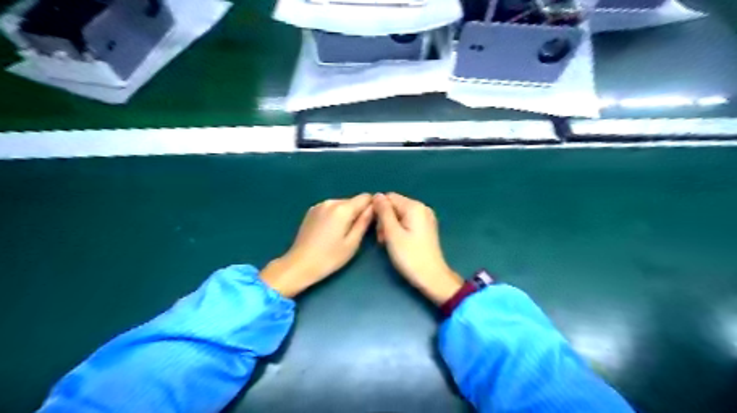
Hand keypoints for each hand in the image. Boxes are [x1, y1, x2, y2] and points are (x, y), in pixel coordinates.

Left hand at [261, 194, 374, 295]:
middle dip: (359, 212)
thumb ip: (364, 222)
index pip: (366, 197)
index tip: (372, 222)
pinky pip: (331, 208)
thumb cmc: (329, 258)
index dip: (372, 207)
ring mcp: (319, 205)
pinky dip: (335, 216)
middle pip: (353, 201)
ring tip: (342, 234)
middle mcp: (330, 201)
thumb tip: (374, 208)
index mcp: (342, 208)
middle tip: (357, 233)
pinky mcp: (311, 211)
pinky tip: (330, 232)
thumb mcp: (352, 243)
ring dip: (347, 215)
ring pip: (342, 205)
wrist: (299, 265)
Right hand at [375, 192, 459, 304]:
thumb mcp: (392, 233)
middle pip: (395, 205)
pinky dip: (399, 229)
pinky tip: (397, 242)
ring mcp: (426, 218)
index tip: (375, 227)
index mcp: (414, 207)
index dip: (378, 210)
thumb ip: (384, 212)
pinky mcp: (426, 228)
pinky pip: (407, 221)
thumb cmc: (410, 256)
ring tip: (387, 243)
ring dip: (390, 226)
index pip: (389, 197)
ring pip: (400, 215)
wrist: (432, 277)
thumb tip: (377, 195)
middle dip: (385, 219)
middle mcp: (422, 208)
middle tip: (382, 239)